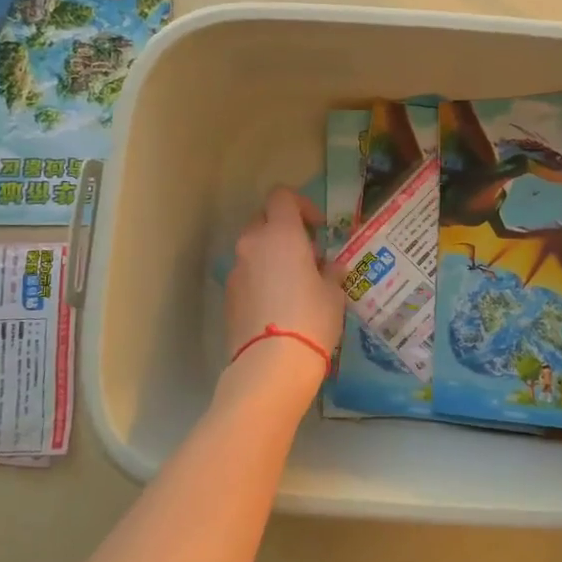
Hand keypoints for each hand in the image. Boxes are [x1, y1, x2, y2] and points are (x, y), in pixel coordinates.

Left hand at [224, 187, 344, 374]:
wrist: (271, 365)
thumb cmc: (311, 318)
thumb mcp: (334, 292)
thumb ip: (330, 271)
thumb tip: (329, 267)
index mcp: (280, 234)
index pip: (282, 197)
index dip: (301, 205)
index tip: (317, 228)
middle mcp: (252, 244)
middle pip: (264, 220)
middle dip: (284, 230)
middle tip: (307, 255)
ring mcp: (236, 270)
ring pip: (254, 249)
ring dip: (272, 256)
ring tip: (294, 283)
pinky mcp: (228, 296)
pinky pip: (247, 274)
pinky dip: (261, 279)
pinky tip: (279, 305)